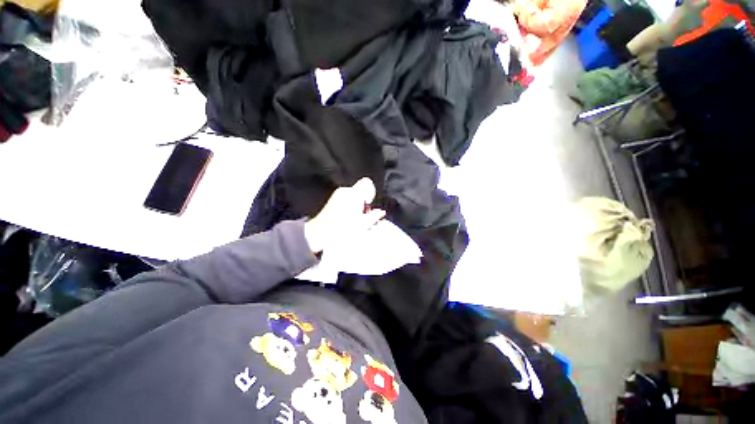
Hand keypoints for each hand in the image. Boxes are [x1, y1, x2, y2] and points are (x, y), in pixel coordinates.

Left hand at [304, 178, 385, 253]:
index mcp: (354, 194)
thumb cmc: (342, 230)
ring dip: (356, 204)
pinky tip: (347, 217)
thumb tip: (380, 212)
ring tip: (354, 218)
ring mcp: (337, 195)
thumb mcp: (363, 225)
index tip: (368, 205)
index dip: (371, 193)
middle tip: (362, 215)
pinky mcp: (332, 199)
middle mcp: (345, 191)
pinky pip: (346, 198)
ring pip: (353, 194)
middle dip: (364, 201)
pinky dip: (349, 205)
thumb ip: (374, 216)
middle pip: (360, 190)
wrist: (320, 234)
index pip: (367, 183)